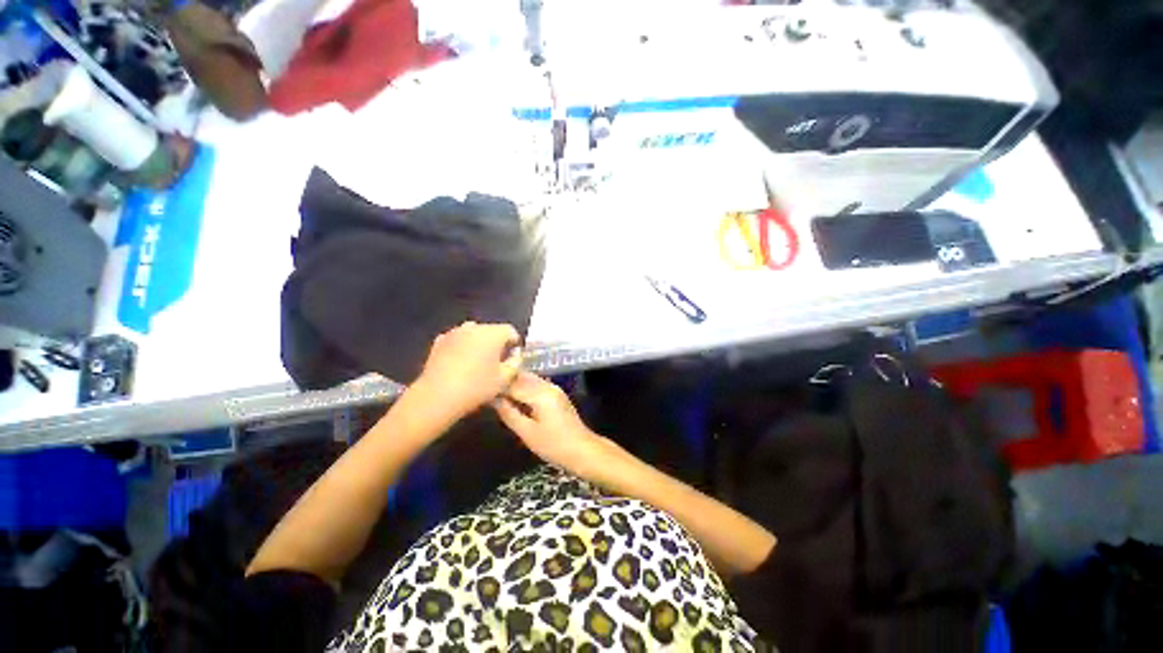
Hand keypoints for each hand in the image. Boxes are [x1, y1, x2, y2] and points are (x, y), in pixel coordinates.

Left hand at [412, 322, 522, 419]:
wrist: (437, 396)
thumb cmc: (476, 387)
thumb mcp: (505, 379)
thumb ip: (515, 363)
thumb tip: (515, 356)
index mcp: (493, 334)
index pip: (510, 331)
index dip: (514, 343)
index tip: (512, 357)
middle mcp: (474, 327)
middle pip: (491, 330)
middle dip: (496, 343)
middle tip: (497, 362)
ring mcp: (454, 332)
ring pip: (473, 333)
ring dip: (479, 344)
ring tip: (478, 362)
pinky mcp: (439, 341)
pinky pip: (458, 340)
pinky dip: (462, 347)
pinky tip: (460, 363)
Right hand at [494, 371, 614, 479]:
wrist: (582, 449)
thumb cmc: (554, 445)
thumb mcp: (527, 433)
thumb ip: (509, 414)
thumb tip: (494, 400)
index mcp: (540, 394)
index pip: (513, 383)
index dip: (497, 386)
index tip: (481, 389)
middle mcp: (548, 386)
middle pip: (522, 377)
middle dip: (505, 382)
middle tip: (488, 389)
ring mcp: (554, 388)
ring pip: (530, 379)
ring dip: (515, 384)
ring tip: (498, 394)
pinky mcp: (557, 394)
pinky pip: (537, 385)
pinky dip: (525, 388)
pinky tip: (516, 398)